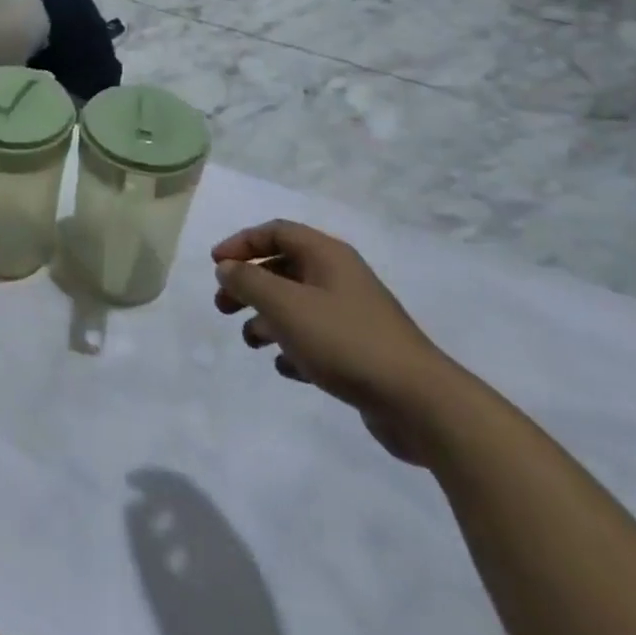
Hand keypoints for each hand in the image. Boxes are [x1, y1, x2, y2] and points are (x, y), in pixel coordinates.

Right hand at [211, 222, 462, 464]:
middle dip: (249, 284)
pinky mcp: (361, 351)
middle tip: (223, 306)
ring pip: (298, 305)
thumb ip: (248, 281)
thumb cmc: (344, 340)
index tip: (216, 265)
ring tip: (250, 341)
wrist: (419, 403)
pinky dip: (294, 346)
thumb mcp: (284, 305)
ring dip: (267, 318)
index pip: (276, 232)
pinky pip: (317, 338)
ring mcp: (353, 315)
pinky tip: (285, 367)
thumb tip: (227, 268)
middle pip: (283, 268)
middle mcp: (340, 278)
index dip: (242, 243)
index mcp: (326, 255)